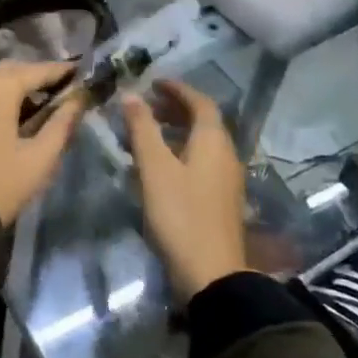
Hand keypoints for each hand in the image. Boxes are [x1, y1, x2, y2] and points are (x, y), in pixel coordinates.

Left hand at [0, 62, 85, 225]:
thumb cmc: (0, 184)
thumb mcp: (40, 156)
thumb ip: (62, 122)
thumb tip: (79, 99)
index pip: (37, 70)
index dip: (62, 71)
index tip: (81, 73)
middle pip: (13, 72)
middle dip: (38, 78)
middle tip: (63, 90)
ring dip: (16, 89)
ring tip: (41, 104)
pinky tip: (11, 116)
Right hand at [121, 80, 249, 299]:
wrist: (211, 275)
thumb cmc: (181, 214)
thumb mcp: (154, 168)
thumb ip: (142, 128)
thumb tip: (131, 94)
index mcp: (213, 141)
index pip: (200, 102)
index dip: (177, 89)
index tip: (153, 83)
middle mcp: (226, 155)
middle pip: (204, 121)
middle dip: (175, 109)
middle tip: (146, 106)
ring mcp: (226, 180)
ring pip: (202, 143)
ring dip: (176, 131)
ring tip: (146, 133)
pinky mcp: (220, 200)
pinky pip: (201, 161)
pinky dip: (180, 151)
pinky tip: (159, 166)